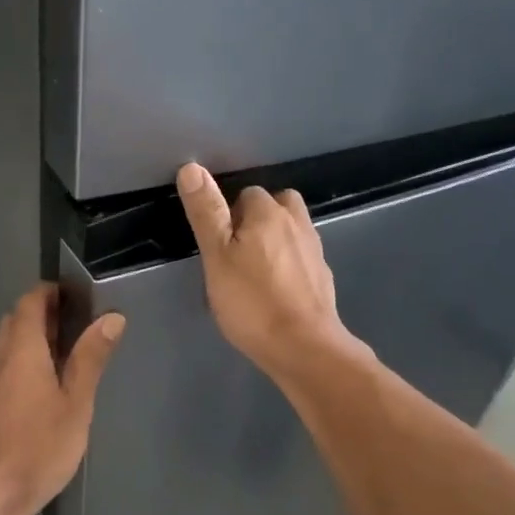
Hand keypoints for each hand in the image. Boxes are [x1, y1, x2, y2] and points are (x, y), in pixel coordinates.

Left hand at [0, 284, 124, 514]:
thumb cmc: (39, 446)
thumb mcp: (76, 402)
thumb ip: (91, 358)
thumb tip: (111, 317)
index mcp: (22, 351)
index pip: (30, 302)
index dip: (51, 291)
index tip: (80, 294)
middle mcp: (2, 359)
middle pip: (18, 320)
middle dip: (46, 311)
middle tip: (82, 320)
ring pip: (12, 343)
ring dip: (37, 335)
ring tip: (74, 347)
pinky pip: (10, 364)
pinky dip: (30, 357)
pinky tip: (53, 380)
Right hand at [176, 162, 363, 382]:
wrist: (304, 347)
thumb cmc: (252, 301)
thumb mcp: (217, 257)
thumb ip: (206, 213)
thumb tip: (192, 168)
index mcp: (269, 213)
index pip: (247, 193)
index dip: (229, 214)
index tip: (217, 242)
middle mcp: (297, 223)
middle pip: (277, 206)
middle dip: (258, 219)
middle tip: (236, 251)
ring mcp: (315, 251)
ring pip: (292, 231)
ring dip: (276, 240)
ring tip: (255, 269)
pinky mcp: (323, 278)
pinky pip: (302, 259)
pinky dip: (289, 265)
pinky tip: (276, 289)